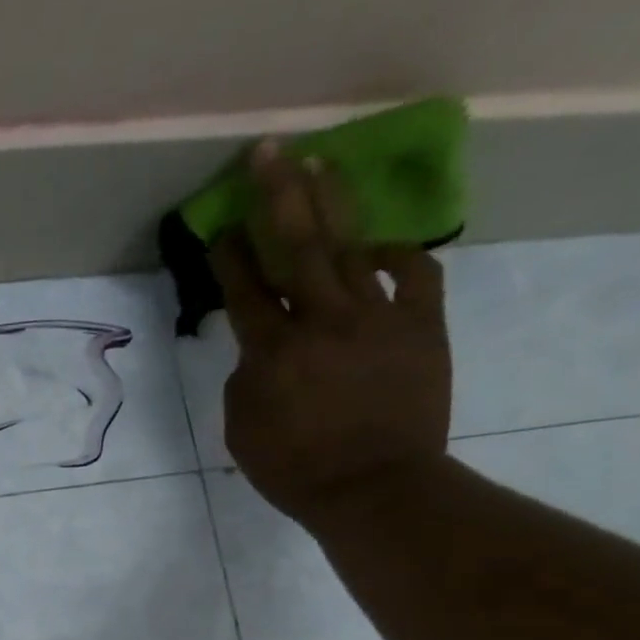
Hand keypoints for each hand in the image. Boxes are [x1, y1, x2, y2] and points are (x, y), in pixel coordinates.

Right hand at [209, 141, 453, 531]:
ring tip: (319, 164)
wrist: (374, 487)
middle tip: (266, 152)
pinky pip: (413, 273)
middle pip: (296, 246)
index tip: (218, 227)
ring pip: (350, 246)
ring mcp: (378, 317)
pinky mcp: (421, 325)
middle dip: (277, 195)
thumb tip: (263, 347)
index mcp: (271, 352)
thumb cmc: (292, 469)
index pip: (244, 290)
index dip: (228, 256)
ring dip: (332, 202)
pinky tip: (375, 247)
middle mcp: (322, 321)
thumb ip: (247, 377)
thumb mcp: (242, 428)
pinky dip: (395, 255)